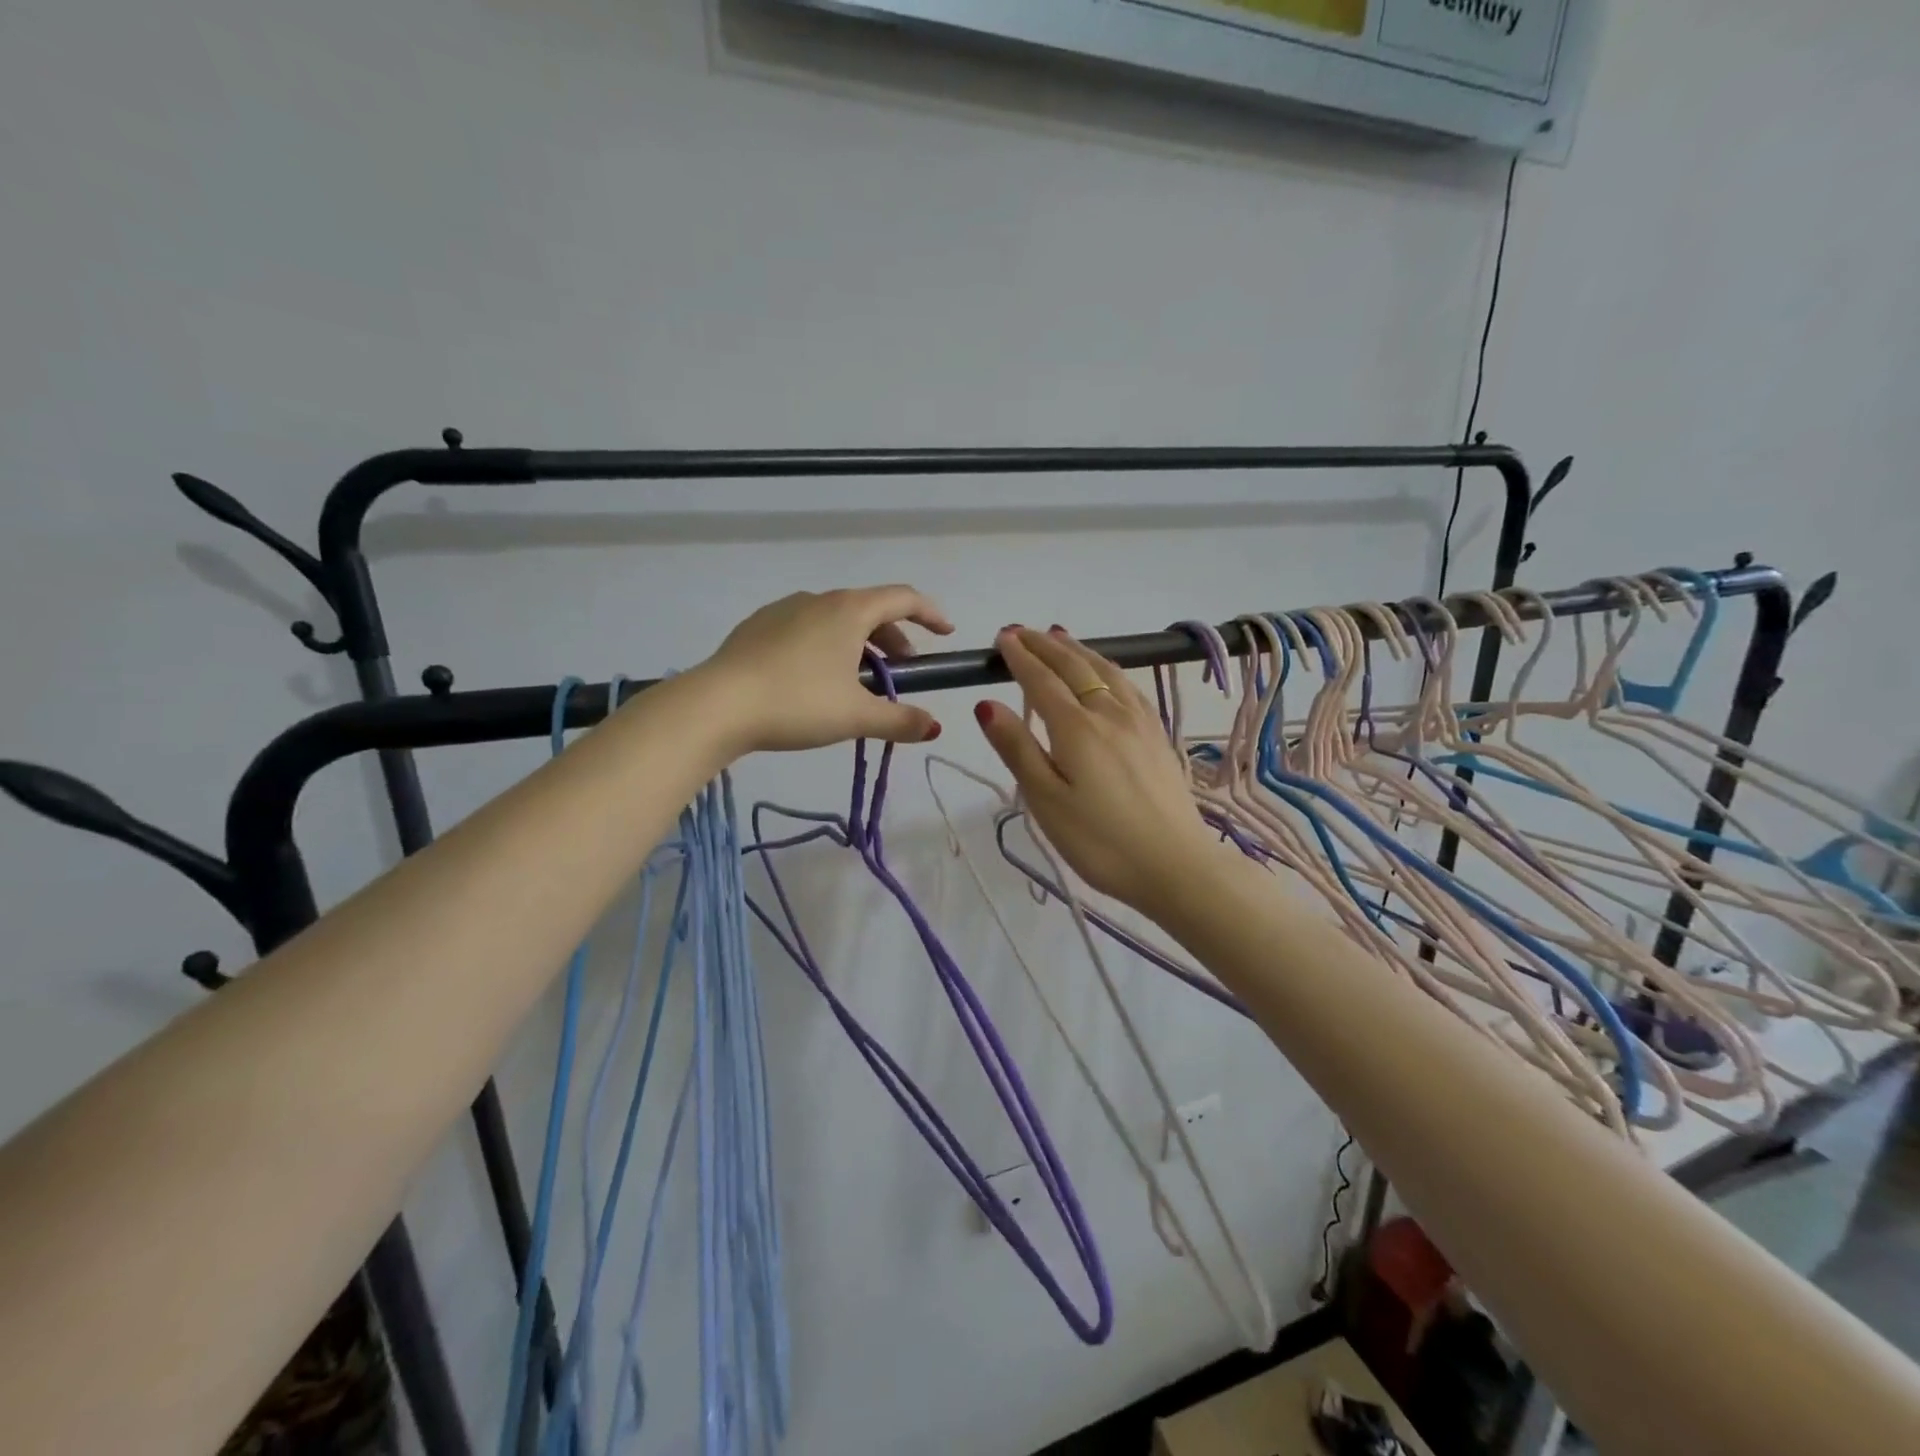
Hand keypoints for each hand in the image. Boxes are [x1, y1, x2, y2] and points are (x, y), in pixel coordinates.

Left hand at [700, 585, 953, 753]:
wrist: (717, 705)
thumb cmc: (797, 703)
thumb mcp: (856, 717)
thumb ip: (901, 721)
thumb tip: (934, 728)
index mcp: (849, 610)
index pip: (903, 598)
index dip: (931, 614)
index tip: (945, 634)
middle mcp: (818, 599)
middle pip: (870, 610)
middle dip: (894, 638)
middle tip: (902, 672)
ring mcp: (783, 610)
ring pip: (836, 620)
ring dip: (859, 644)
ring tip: (858, 681)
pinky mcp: (757, 627)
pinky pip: (806, 629)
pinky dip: (826, 646)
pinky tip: (814, 681)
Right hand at [974, 626, 1220, 915]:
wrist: (1176, 865)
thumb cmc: (1100, 841)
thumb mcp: (1046, 801)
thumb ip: (1017, 749)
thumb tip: (986, 704)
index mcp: (1076, 729)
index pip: (1041, 681)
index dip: (1019, 658)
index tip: (1001, 638)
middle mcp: (1109, 714)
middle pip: (1074, 668)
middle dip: (1044, 645)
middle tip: (1021, 631)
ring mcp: (1139, 722)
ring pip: (1105, 671)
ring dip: (1077, 650)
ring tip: (1059, 636)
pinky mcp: (1158, 735)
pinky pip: (1127, 686)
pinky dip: (1107, 667)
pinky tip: (1106, 672)